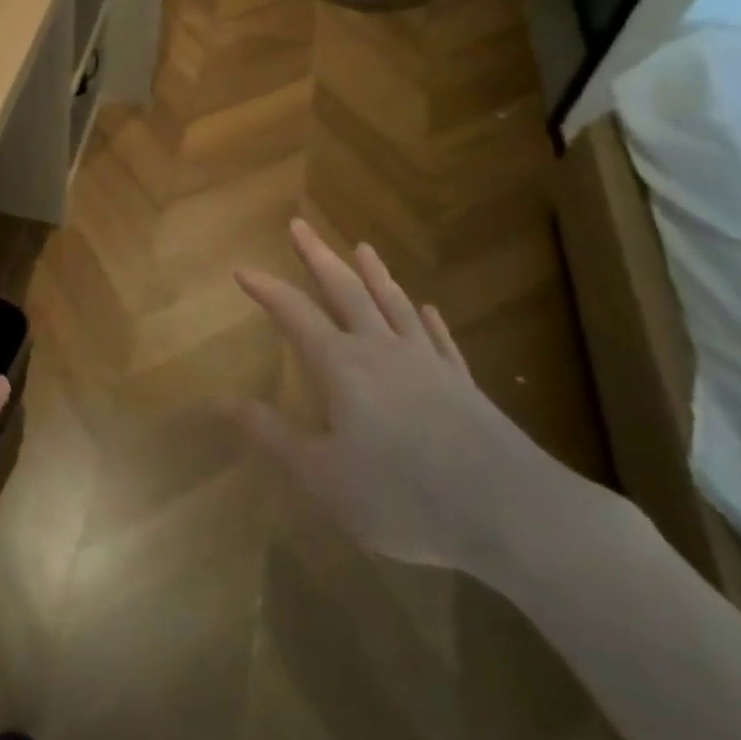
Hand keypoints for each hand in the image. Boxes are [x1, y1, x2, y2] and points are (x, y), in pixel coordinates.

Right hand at [233, 220, 566, 572]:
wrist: (513, 514)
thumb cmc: (406, 497)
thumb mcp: (325, 478)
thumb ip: (275, 436)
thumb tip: (227, 402)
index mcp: (342, 366)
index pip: (294, 314)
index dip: (266, 290)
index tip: (242, 269)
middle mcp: (381, 350)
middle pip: (345, 290)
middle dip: (318, 256)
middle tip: (299, 224)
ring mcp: (427, 363)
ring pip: (394, 304)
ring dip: (374, 274)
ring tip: (363, 248)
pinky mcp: (464, 385)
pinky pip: (440, 340)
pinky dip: (428, 320)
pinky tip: (427, 309)